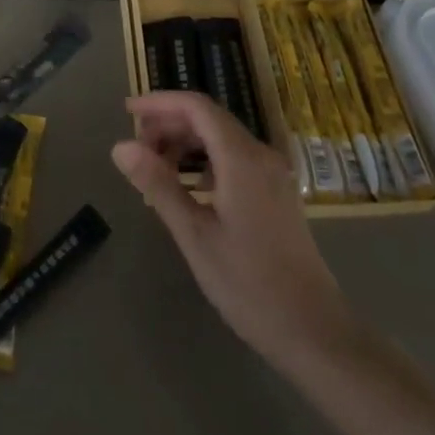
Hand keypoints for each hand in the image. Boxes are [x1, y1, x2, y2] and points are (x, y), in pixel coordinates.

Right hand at [112, 92, 354, 376]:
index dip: (160, 102)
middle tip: (136, 147)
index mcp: (242, 158)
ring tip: (155, 166)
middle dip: (169, 123)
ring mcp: (273, 174)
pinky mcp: (277, 193)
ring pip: (222, 138)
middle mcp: (261, 155)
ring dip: (186, 142)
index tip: (128, 111)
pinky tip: (189, 185)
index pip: (197, 107)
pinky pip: (235, 158)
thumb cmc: (249, 284)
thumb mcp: (195, 235)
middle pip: (209, 119)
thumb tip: (120, 147)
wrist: (314, 331)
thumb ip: (158, 185)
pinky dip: (205, 159)